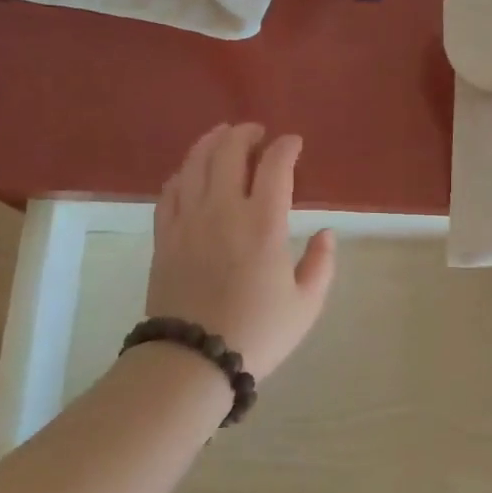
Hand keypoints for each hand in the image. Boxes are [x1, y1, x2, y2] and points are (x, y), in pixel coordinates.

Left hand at [147, 123, 336, 380]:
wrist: (193, 360)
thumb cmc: (257, 333)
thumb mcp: (306, 305)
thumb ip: (321, 263)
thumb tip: (326, 232)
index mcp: (263, 223)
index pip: (275, 166)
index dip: (286, 147)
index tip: (294, 143)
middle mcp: (223, 210)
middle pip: (228, 151)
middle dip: (244, 133)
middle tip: (256, 132)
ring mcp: (188, 220)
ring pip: (195, 164)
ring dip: (210, 142)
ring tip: (222, 135)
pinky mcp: (164, 236)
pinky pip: (169, 191)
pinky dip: (182, 174)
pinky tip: (189, 172)